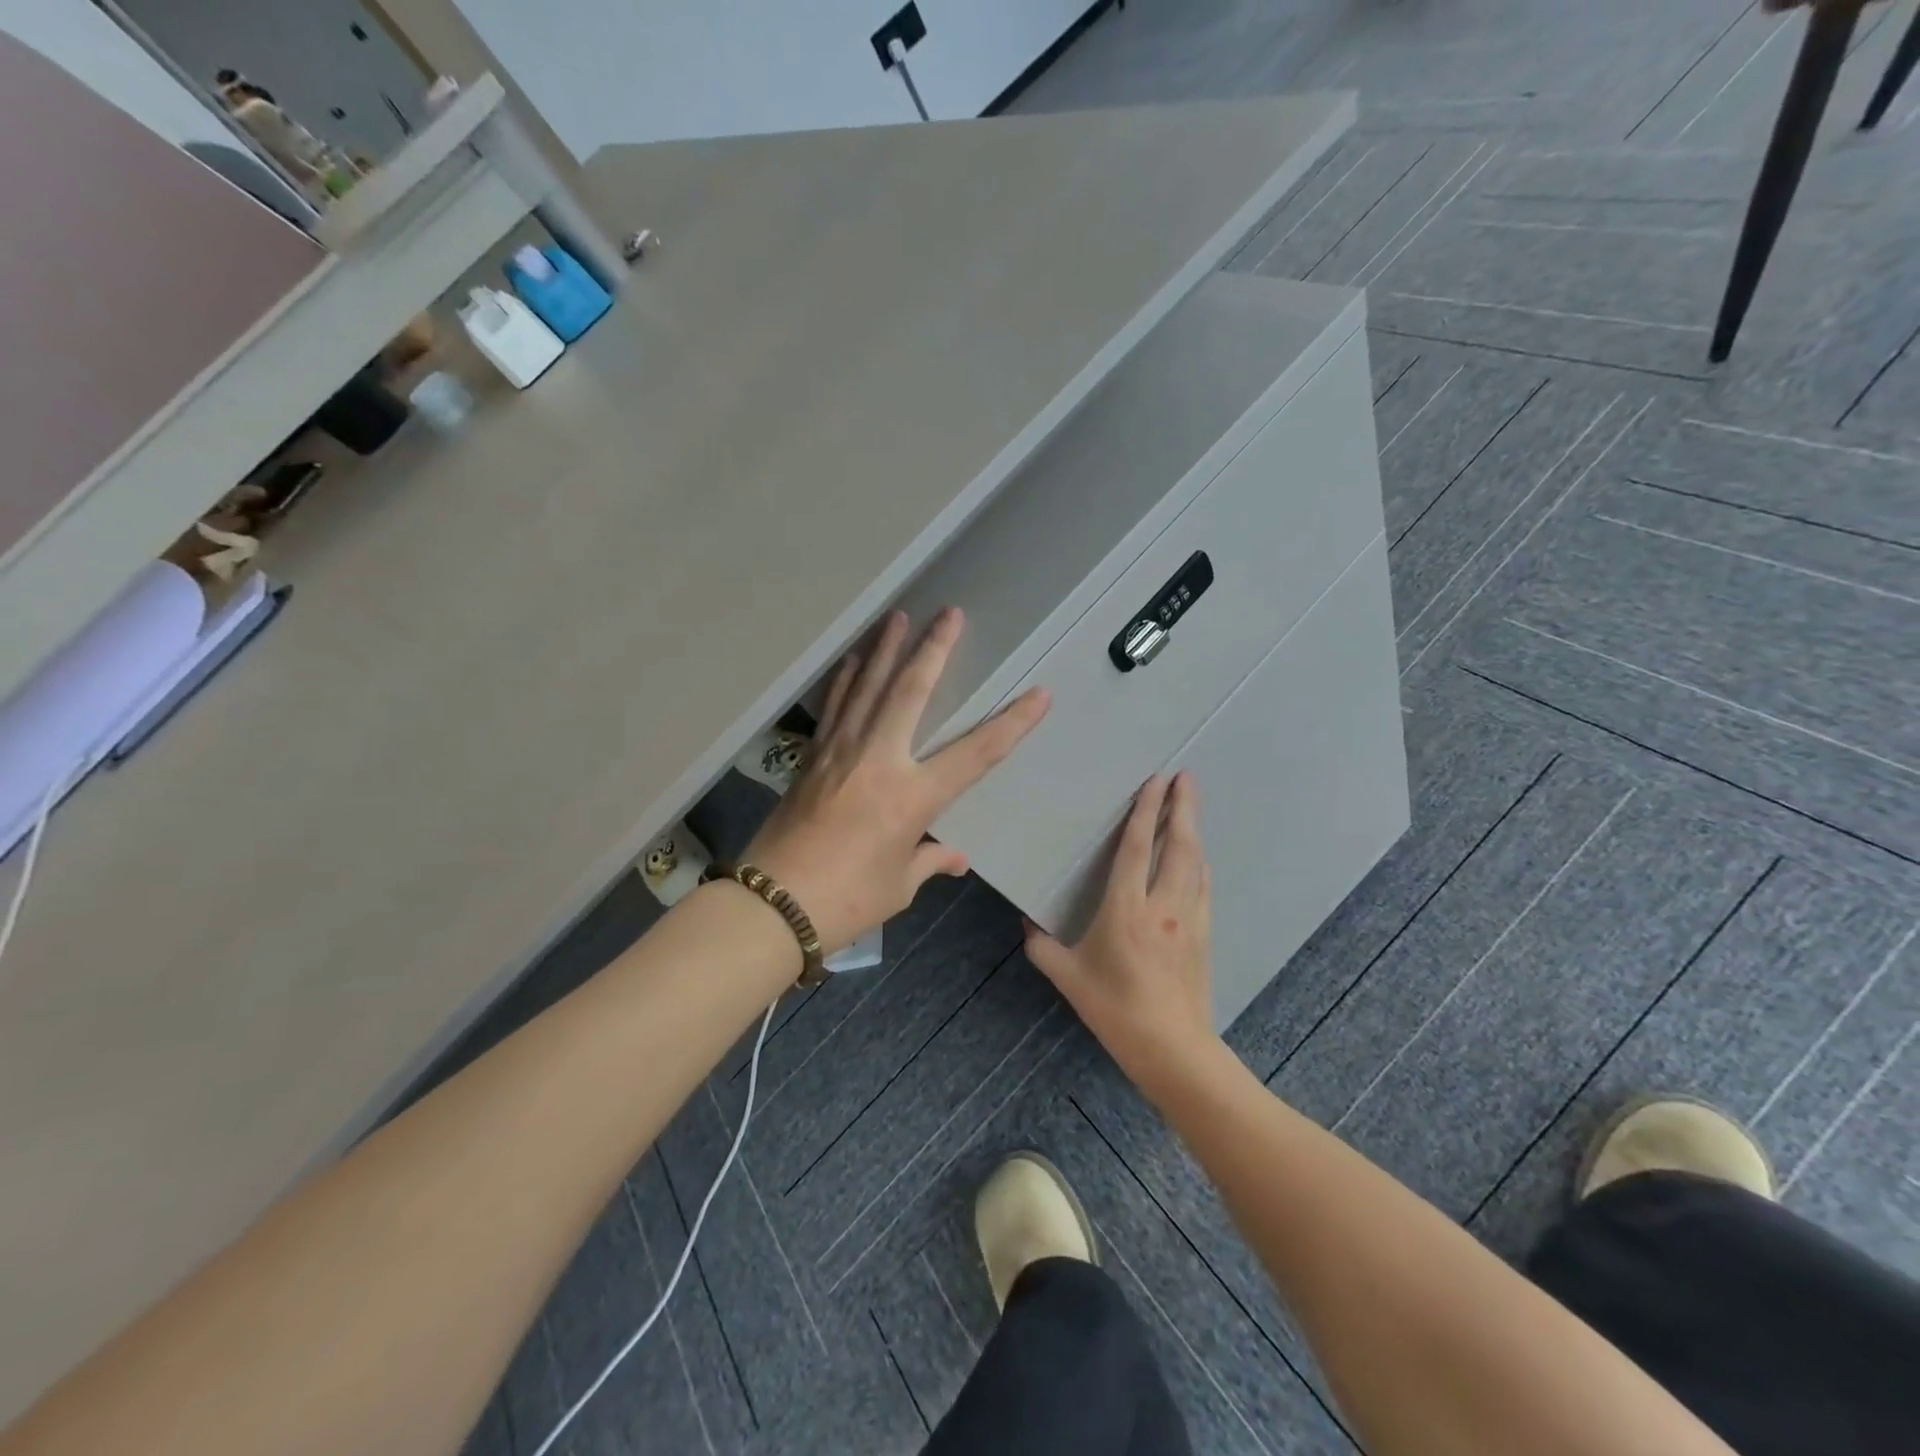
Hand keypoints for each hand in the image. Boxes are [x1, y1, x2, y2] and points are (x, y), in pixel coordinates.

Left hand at [745, 608, 1049, 950]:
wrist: (772, 905)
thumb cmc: (846, 901)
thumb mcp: (898, 885)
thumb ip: (928, 860)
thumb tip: (954, 856)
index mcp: (912, 797)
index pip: (976, 753)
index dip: (1012, 723)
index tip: (1038, 695)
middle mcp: (879, 760)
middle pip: (912, 692)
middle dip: (934, 649)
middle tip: (949, 613)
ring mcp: (841, 753)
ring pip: (868, 687)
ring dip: (886, 650)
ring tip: (897, 616)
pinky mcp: (812, 758)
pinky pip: (835, 708)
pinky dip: (846, 680)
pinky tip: (853, 660)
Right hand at [1023, 772, 1218, 1096]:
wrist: (1171, 1047)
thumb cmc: (1114, 1008)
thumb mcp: (1068, 977)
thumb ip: (1042, 946)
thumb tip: (1027, 923)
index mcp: (1126, 909)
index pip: (1136, 848)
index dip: (1145, 811)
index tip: (1156, 781)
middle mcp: (1162, 905)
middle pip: (1177, 845)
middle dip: (1182, 807)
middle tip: (1186, 776)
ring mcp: (1189, 919)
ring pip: (1194, 863)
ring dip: (1193, 830)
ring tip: (1190, 805)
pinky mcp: (1204, 934)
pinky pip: (1203, 887)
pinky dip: (1199, 862)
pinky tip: (1197, 857)